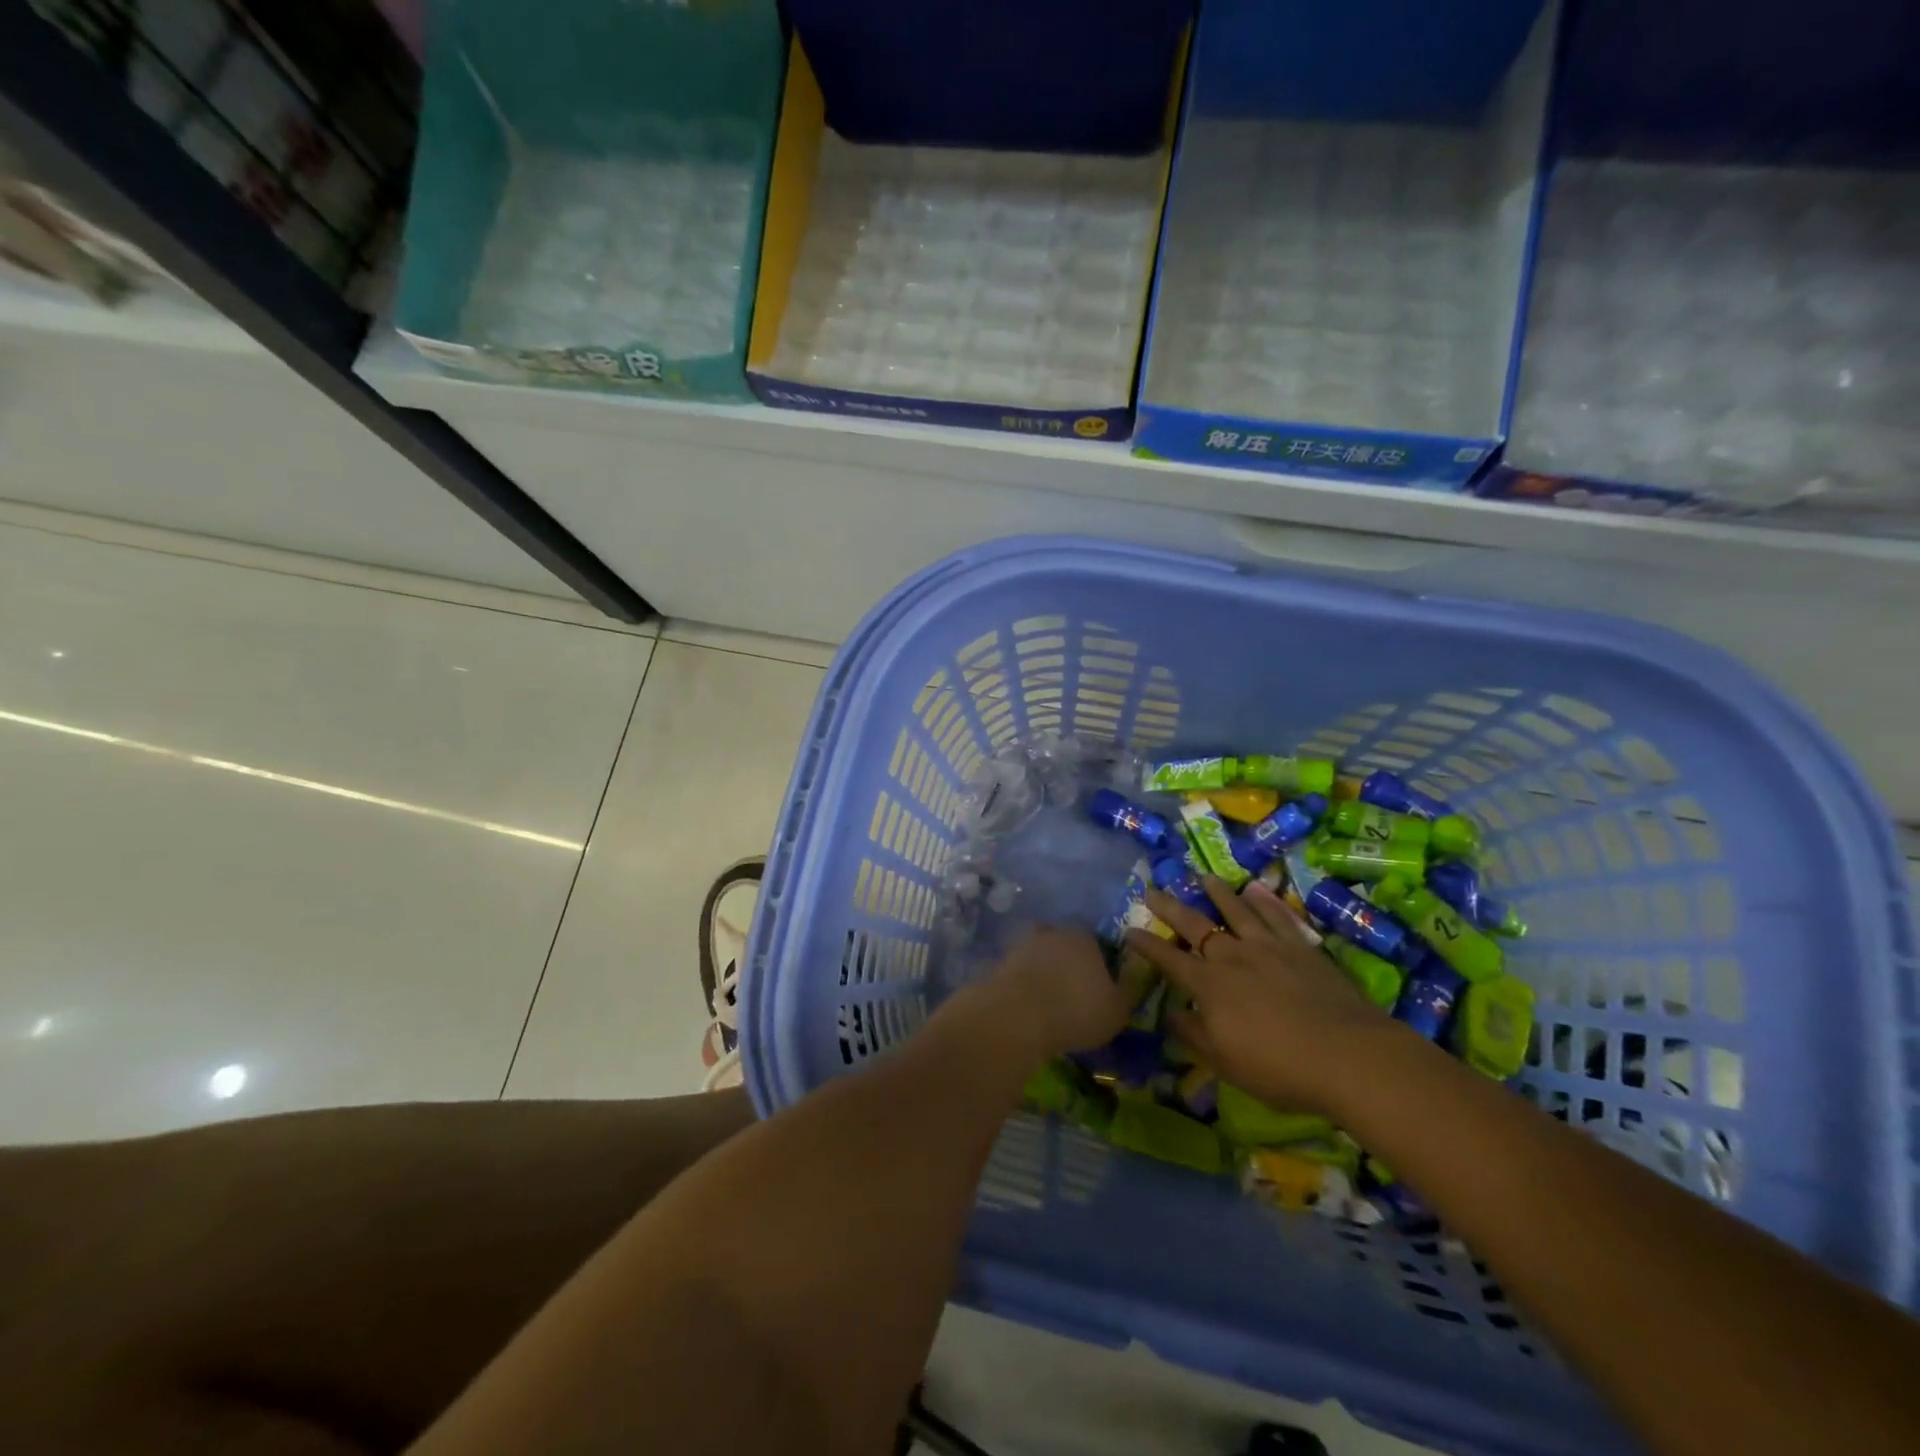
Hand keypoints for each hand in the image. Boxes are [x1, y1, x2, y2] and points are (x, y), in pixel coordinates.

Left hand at [980, 926, 1132, 1058]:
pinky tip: (1029, 1007)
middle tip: (1073, 994)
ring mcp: (1023, 945)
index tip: (1100, 988)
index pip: (1097, 944)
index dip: (1100, 965)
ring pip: (1039, 957)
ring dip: (1044, 974)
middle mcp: (1053, 933)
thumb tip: (1125, 987)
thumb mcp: (1117, 1010)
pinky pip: (1020, 974)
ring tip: (1049, 1003)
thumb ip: (1125, 995)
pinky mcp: (1000, 963)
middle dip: (1069, 965)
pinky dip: (1024, 987)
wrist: (1019, 1014)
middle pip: (1065, 946)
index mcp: (1085, 936)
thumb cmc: (1078, 1009)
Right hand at [1128, 878, 1393, 1115]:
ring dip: (1218, 893)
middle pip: (1196, 925)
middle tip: (1153, 890)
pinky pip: (1278, 916)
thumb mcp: (1226, 1063)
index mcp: (1209, 986)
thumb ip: (1195, 1035)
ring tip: (1205, 877)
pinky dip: (1265, 901)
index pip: (1169, 960)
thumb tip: (1172, 1013)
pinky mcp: (1302, 947)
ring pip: (1237, 911)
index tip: (1129, 930)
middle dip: (1170, 907)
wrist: (1348, 1056)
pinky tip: (1257, 889)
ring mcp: (1269, 947)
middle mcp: (1233, 957)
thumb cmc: (1280, 1067)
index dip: (1147, 945)